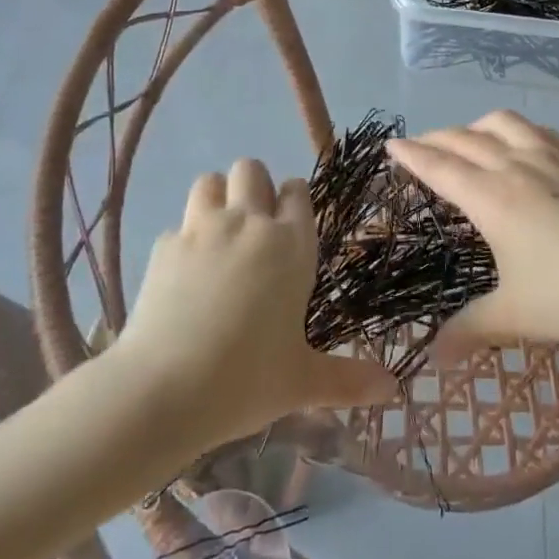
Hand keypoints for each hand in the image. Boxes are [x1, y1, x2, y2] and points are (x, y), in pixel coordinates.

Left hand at [115, 159, 397, 447]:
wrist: (163, 390)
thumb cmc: (246, 380)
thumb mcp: (302, 382)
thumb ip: (349, 379)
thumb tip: (394, 390)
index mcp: (290, 245)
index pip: (297, 191)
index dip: (294, 201)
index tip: (291, 226)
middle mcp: (248, 224)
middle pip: (251, 169)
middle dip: (255, 186)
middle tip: (254, 228)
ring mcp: (201, 230)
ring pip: (210, 181)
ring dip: (217, 197)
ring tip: (219, 234)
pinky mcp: (163, 247)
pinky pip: (178, 225)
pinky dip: (184, 239)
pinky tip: (184, 273)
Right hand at [386, 110, 558, 355]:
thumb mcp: (517, 317)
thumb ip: (470, 329)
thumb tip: (432, 354)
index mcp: (492, 197)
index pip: (439, 165)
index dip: (411, 153)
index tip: (390, 144)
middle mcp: (516, 166)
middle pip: (465, 138)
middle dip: (435, 138)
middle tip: (419, 149)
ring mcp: (553, 158)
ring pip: (503, 123)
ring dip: (475, 126)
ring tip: (468, 143)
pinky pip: (537, 130)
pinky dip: (515, 130)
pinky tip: (523, 147)